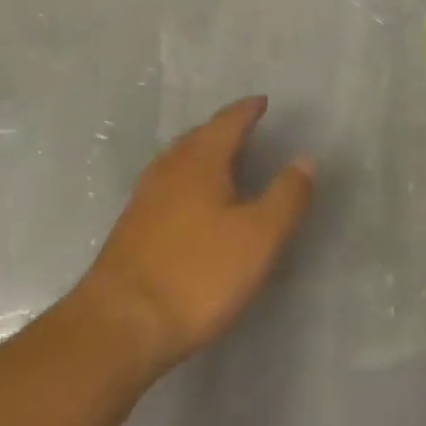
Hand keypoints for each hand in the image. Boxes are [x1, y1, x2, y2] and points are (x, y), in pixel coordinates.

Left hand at [76, 97, 314, 374]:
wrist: (121, 324)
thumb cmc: (198, 275)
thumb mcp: (259, 237)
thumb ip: (286, 196)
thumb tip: (304, 159)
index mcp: (200, 163)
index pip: (227, 123)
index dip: (247, 111)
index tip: (262, 102)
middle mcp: (168, 171)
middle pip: (198, 138)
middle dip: (222, 129)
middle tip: (244, 128)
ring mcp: (144, 199)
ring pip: (177, 161)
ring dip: (201, 153)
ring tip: (221, 160)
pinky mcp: (131, 228)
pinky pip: (165, 185)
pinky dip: (185, 179)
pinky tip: (190, 202)